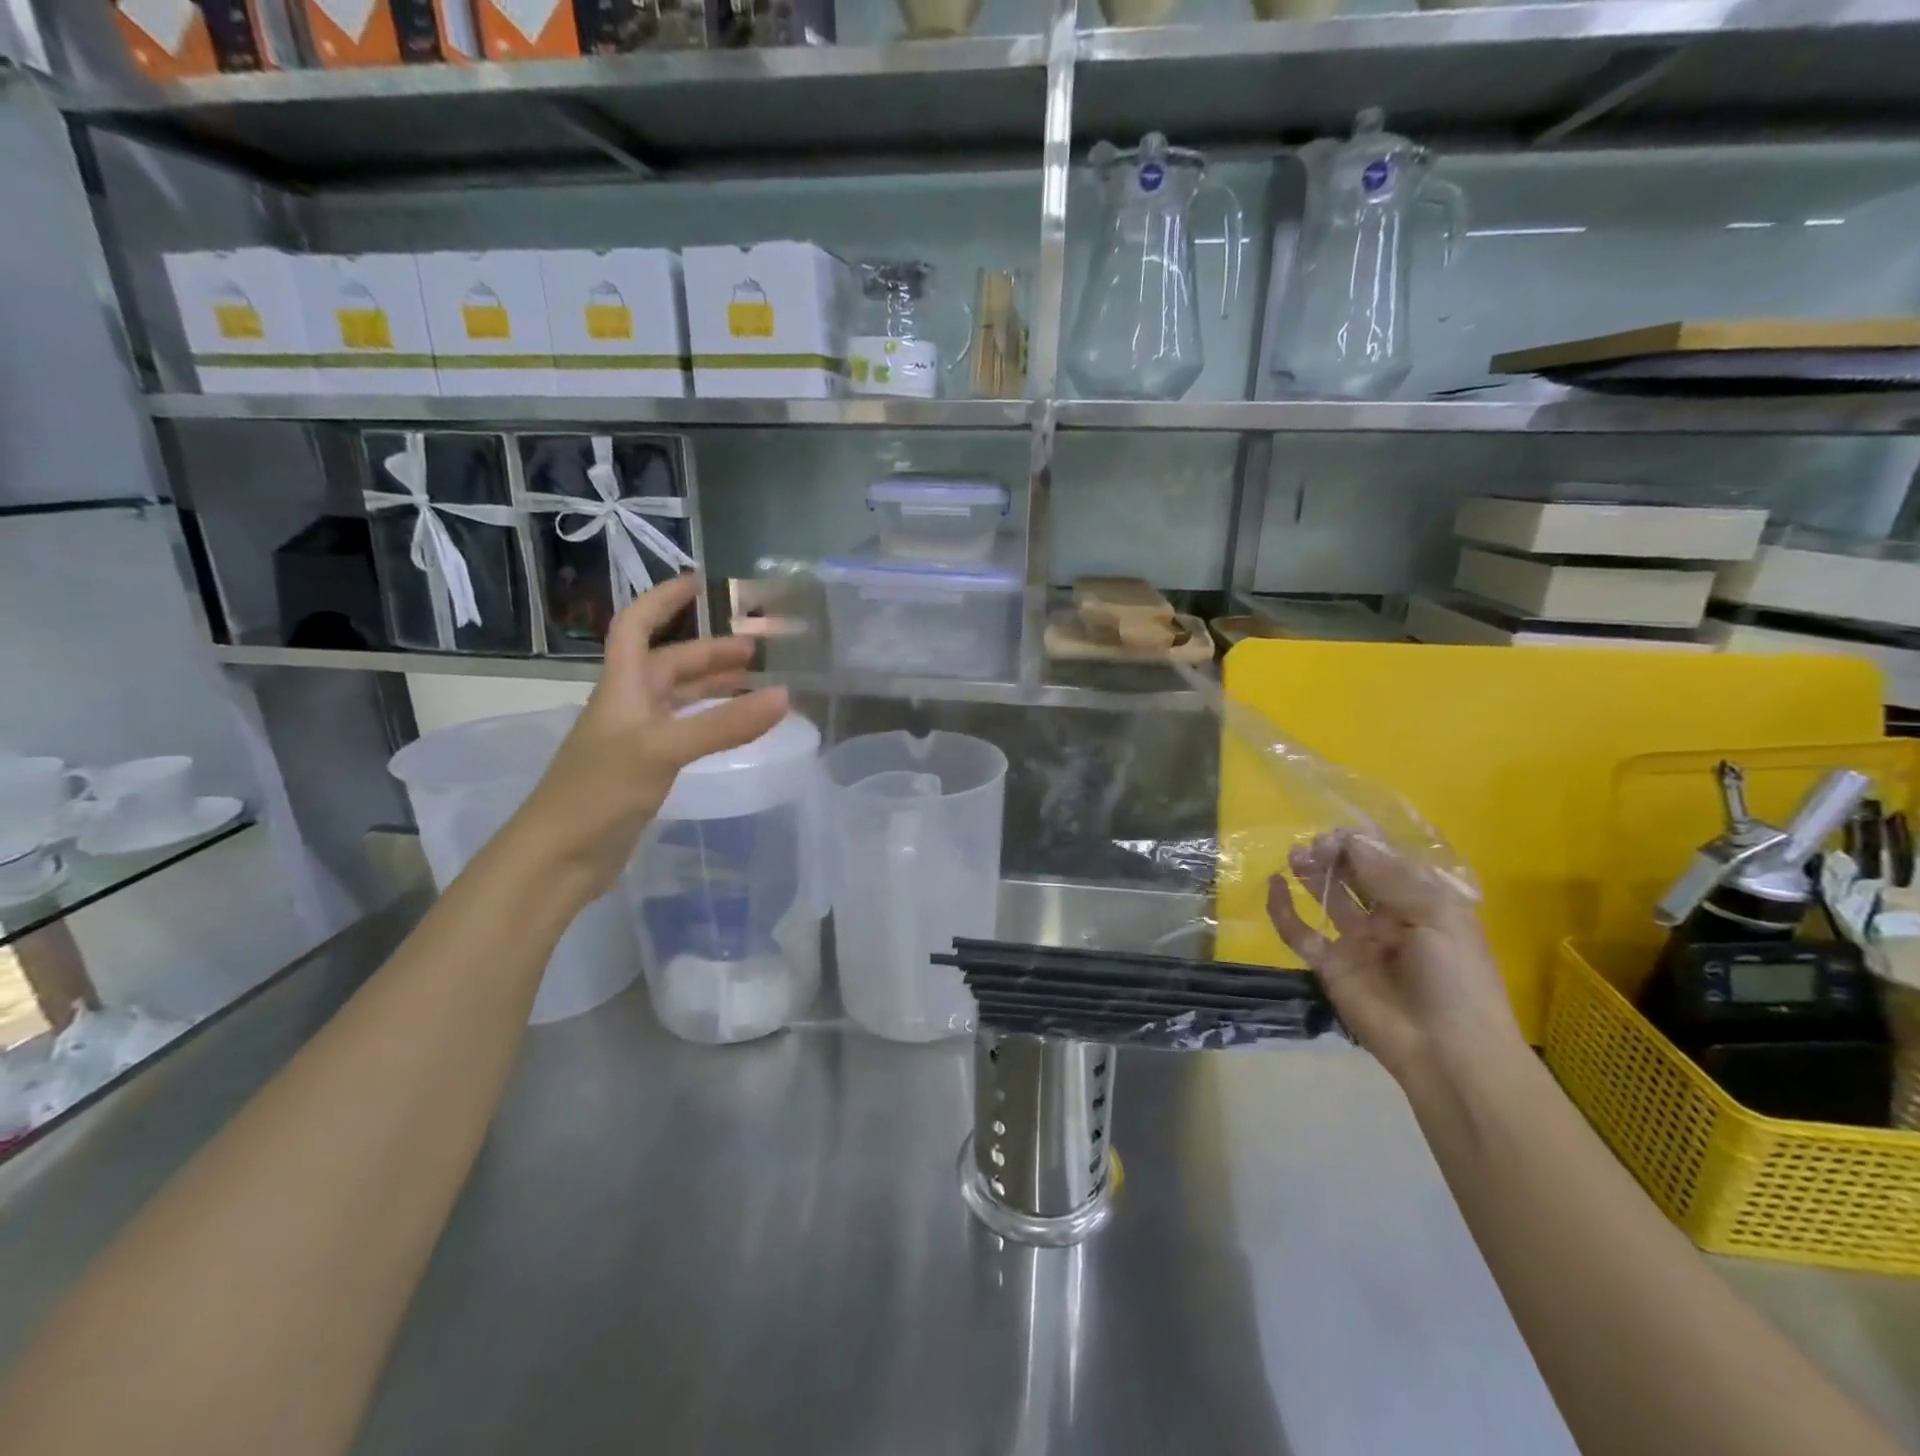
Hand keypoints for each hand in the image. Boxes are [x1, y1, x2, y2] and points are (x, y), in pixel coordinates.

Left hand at [513, 575, 789, 899]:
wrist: (559, 857)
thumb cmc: (600, 791)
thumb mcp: (664, 749)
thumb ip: (724, 724)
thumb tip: (785, 697)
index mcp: (622, 687)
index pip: (637, 626)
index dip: (664, 600)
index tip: (701, 583)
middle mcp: (627, 706)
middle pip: (668, 663)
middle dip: (709, 652)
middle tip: (757, 652)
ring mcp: (635, 739)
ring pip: (678, 699)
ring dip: (713, 687)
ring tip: (756, 685)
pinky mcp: (643, 770)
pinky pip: (684, 731)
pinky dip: (711, 723)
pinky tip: (732, 730)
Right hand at [1266, 831, 1523, 1085]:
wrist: (1448, 1051)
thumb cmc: (1456, 977)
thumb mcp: (1435, 915)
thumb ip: (1388, 876)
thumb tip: (1349, 840)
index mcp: (1423, 902)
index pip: (1386, 860)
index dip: (1361, 843)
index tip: (1338, 837)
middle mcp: (1388, 916)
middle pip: (1354, 874)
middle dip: (1335, 854)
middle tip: (1315, 847)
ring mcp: (1357, 941)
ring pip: (1327, 896)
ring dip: (1311, 873)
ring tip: (1296, 856)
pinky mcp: (1330, 965)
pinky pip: (1300, 933)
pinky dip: (1283, 910)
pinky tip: (1274, 887)